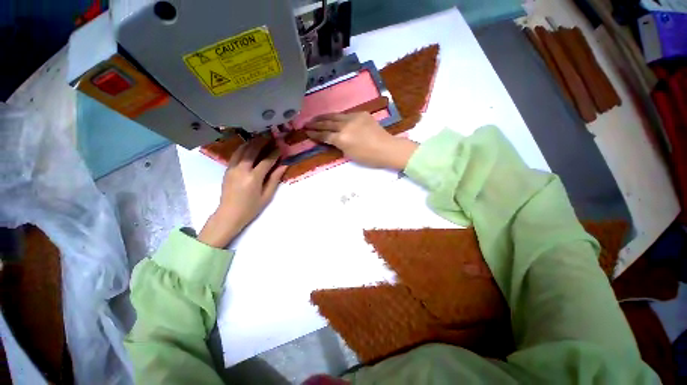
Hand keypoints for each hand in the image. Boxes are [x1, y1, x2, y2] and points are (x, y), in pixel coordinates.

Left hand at [198, 138, 287, 247]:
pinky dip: (243, 147)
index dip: (275, 153)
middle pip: (252, 150)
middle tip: (271, 136)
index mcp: (254, 178)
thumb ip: (275, 179)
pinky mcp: (227, 169)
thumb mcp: (267, 195)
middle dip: (262, 141)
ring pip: (242, 150)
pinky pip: (235, 154)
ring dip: (252, 142)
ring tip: (261, 137)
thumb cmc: (251, 208)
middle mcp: (242, 169)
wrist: (229, 214)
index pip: (266, 161)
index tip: (281, 147)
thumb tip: (284, 166)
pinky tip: (249, 145)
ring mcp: (232, 168)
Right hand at [305, 112, 417, 169]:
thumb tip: (332, 139)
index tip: (307, 132)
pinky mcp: (361, 114)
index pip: (324, 135)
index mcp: (342, 139)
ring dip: (324, 117)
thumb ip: (339, 145)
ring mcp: (354, 118)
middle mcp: (345, 126)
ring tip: (315, 118)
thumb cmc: (369, 157)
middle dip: (315, 124)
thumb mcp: (350, 155)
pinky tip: (333, 117)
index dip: (315, 134)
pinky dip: (338, 116)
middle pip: (327, 123)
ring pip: (335, 116)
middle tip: (306, 123)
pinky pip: (346, 114)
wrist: (387, 148)